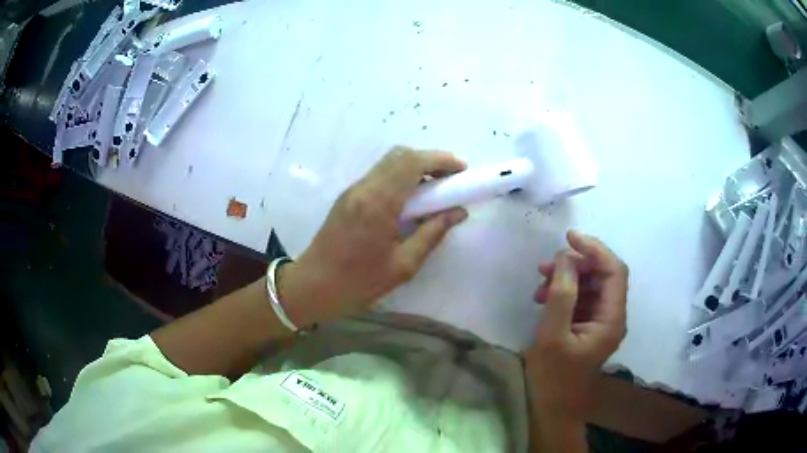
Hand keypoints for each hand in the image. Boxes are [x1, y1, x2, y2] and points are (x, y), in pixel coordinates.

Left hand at [276, 147, 468, 326]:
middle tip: (450, 181)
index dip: (441, 160)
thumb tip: (458, 212)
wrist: (312, 287)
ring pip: (388, 163)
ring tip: (435, 191)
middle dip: (430, 160)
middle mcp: (364, 188)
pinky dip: (400, 178)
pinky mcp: (348, 197)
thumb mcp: (403, 266)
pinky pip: (379, 175)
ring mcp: (353, 190)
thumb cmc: (358, 283)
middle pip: (400, 155)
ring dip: (415, 168)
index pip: (412, 163)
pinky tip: (411, 200)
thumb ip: (432, 234)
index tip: (462, 171)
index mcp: (378, 203)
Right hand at [524, 230, 628, 419]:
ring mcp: (601, 323)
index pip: (614, 270)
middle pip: (604, 275)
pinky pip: (582, 300)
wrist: (553, 410)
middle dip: (577, 264)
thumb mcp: (553, 335)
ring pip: (591, 286)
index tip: (569, 238)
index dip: (595, 249)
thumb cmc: (553, 378)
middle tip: (546, 265)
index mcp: (612, 319)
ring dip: (568, 279)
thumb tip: (564, 258)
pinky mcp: (589, 329)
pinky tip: (544, 299)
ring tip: (539, 284)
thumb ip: (561, 295)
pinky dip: (565, 294)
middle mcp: (612, 317)